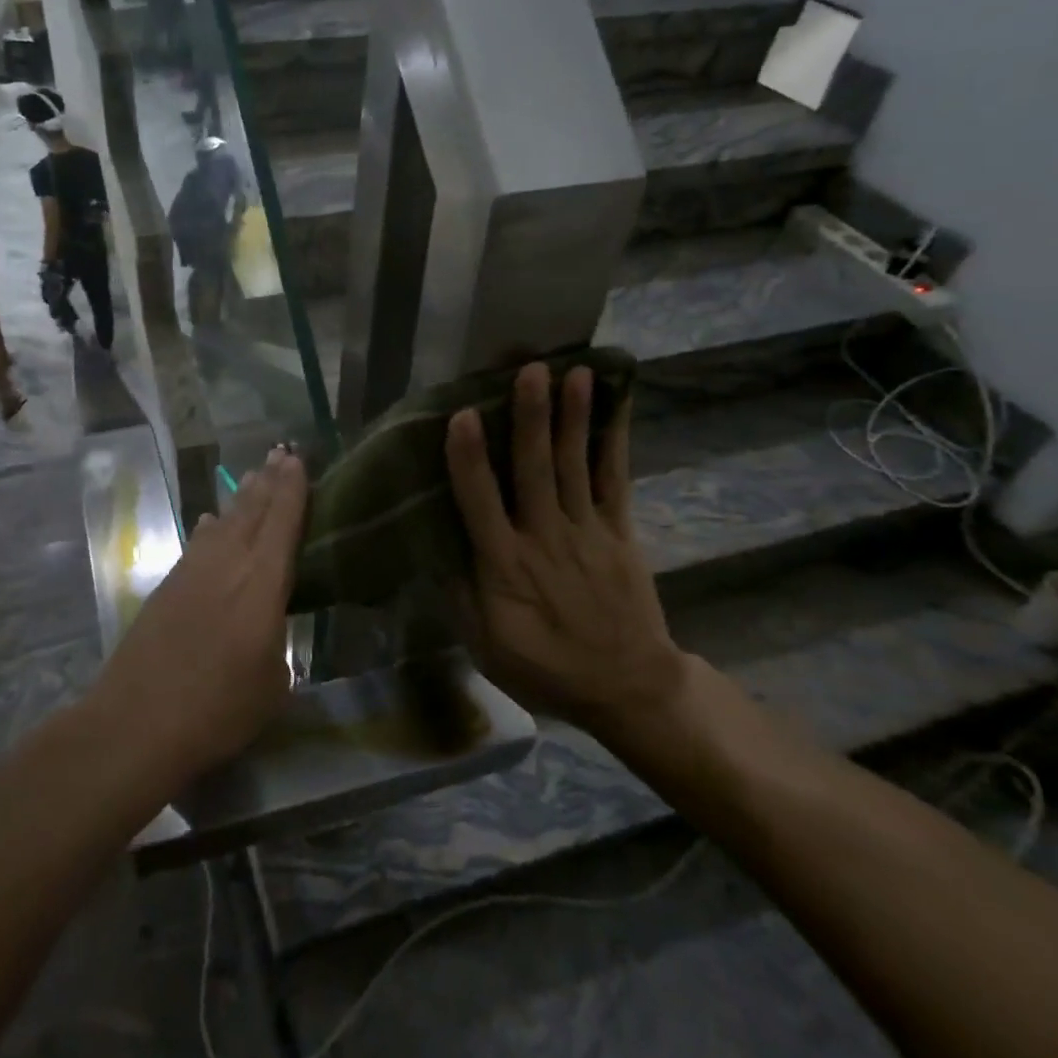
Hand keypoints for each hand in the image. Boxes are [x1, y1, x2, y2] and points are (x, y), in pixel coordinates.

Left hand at [91, 448, 306, 783]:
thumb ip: (276, 644)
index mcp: (262, 584)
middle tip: (281, 452)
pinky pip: (197, 543)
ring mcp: (193, 572)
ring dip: (240, 498)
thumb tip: (268, 627)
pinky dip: (210, 528)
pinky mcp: (167, 586)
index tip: (297, 459)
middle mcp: (228, 565)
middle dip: (268, 480)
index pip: (282, 523)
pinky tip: (211, 522)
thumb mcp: (272, 684)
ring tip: (252, 477)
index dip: (292, 488)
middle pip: (251, 511)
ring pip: (222, 522)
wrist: (137, 721)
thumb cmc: (218, 709)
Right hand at [444, 362, 684, 737]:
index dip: (469, 459)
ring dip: (572, 417)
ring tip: (571, 371)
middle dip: (530, 419)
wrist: (627, 688)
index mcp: (504, 566)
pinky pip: (616, 479)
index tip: (461, 416)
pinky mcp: (620, 532)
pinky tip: (614, 402)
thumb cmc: (544, 666)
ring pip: (575, 465)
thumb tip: (429, 544)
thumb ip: (458, 594)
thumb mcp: (484, 645)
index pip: (480, 503)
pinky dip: (614, 439)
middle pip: (535, 470)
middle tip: (528, 369)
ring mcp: (587, 532)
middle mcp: (545, 538)